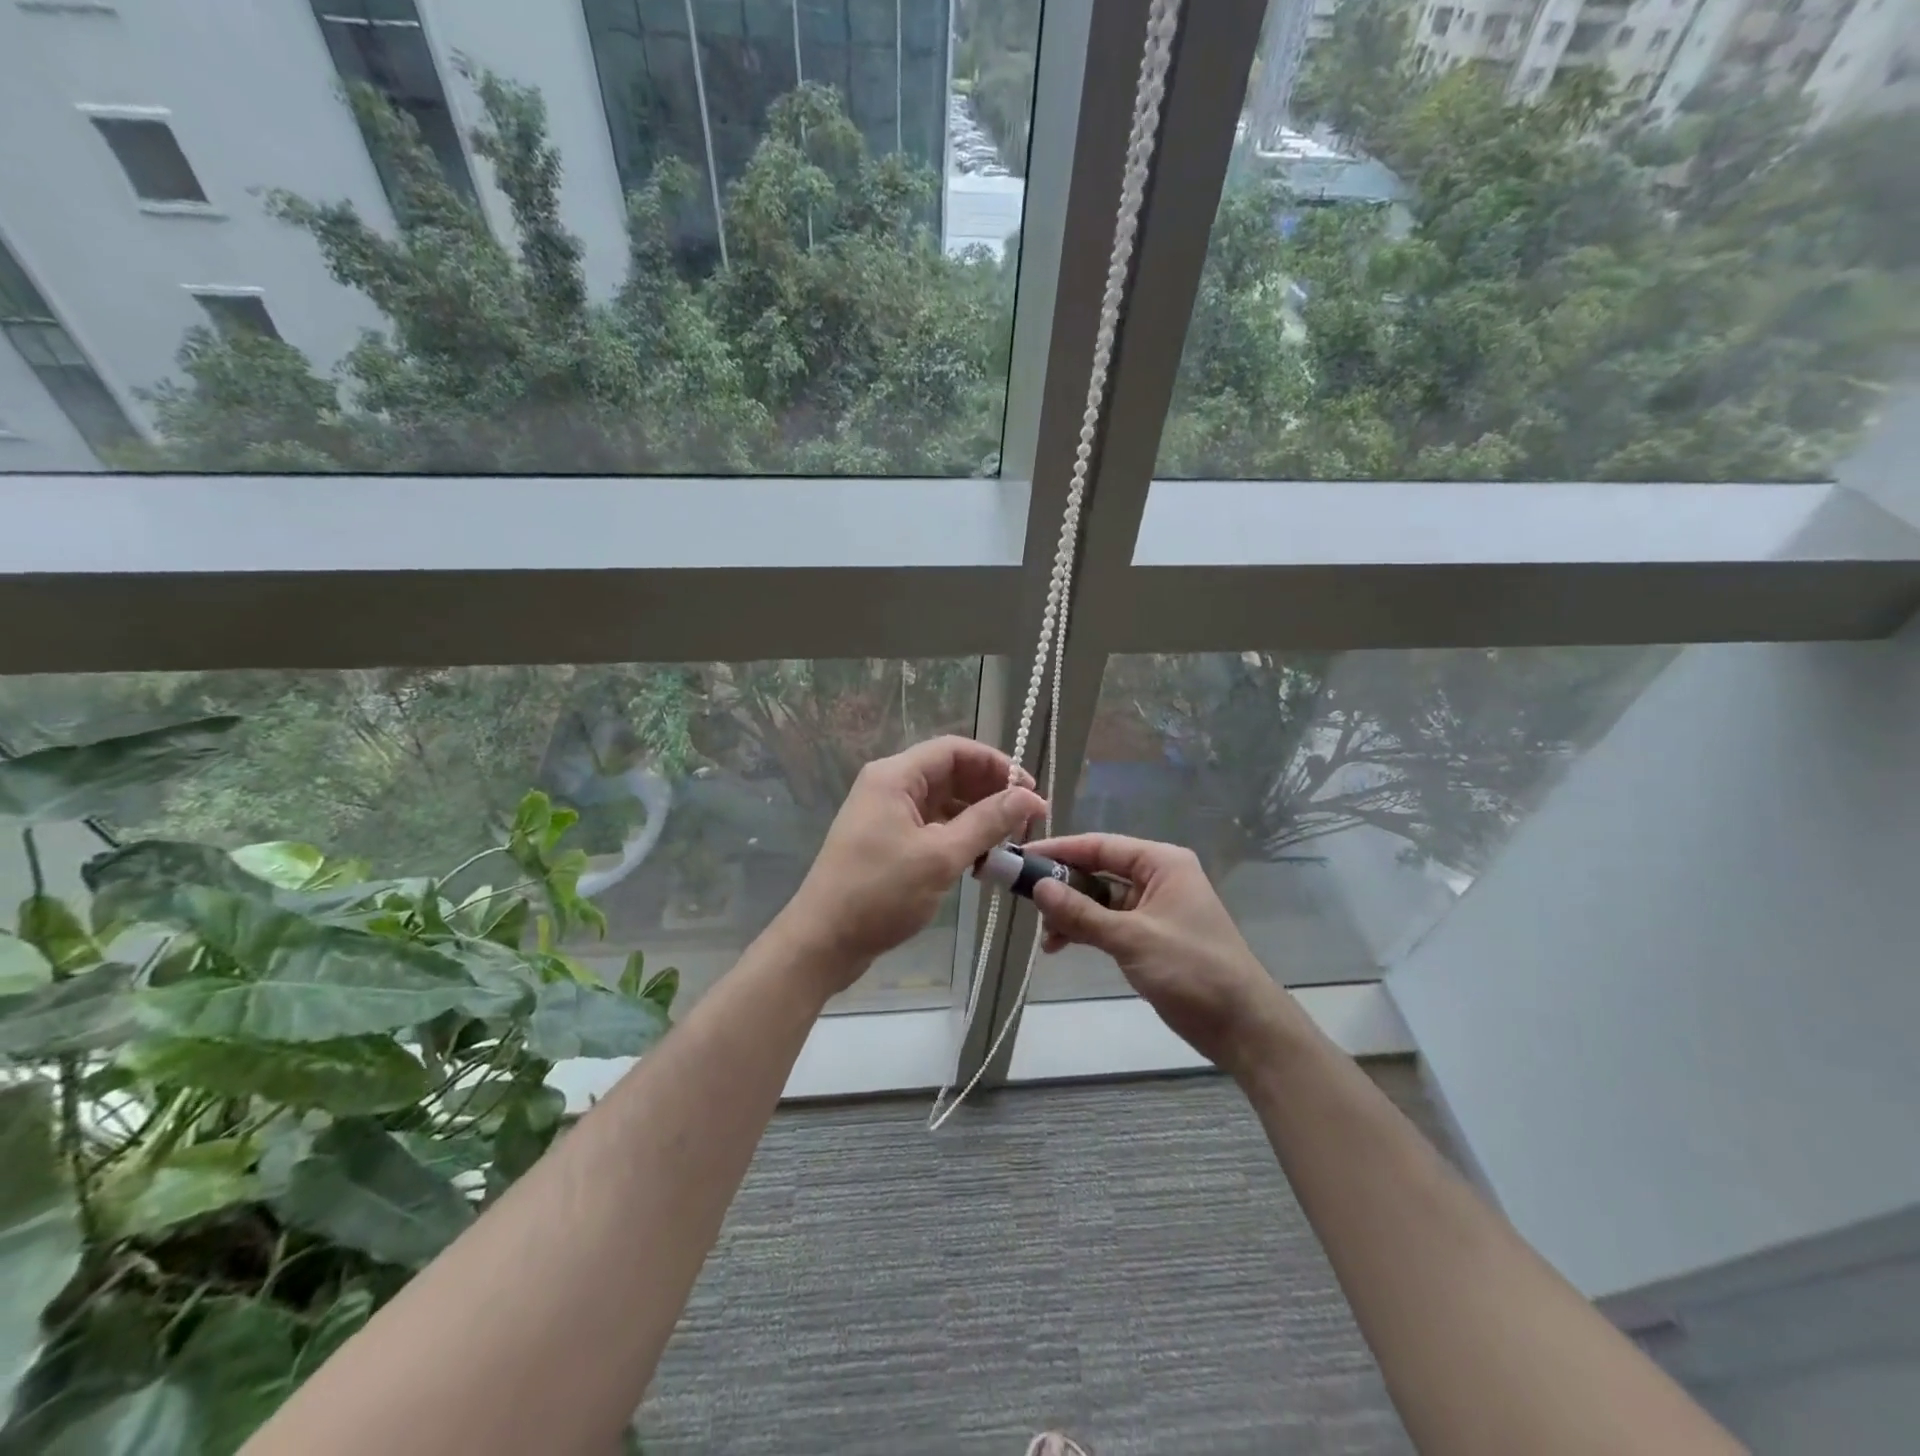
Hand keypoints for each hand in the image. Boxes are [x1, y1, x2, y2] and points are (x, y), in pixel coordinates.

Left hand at [781, 737, 1046, 988]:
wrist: (822, 942)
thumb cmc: (879, 893)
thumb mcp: (940, 856)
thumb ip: (987, 822)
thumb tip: (1030, 796)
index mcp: (895, 776)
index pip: (955, 750)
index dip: (997, 764)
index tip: (1030, 792)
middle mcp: (890, 786)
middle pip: (950, 773)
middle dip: (990, 793)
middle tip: (1026, 822)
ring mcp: (886, 815)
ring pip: (943, 802)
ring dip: (977, 817)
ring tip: (1009, 843)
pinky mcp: (887, 841)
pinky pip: (932, 826)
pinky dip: (959, 837)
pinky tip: (981, 860)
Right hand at [1027, 834, 1299, 1076]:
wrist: (1243, 1027)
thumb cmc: (1193, 969)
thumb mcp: (1132, 939)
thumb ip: (1082, 913)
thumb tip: (1038, 887)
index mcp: (1161, 863)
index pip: (1100, 846)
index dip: (1060, 850)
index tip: (1022, 859)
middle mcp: (1157, 878)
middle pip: (1098, 871)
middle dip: (1062, 886)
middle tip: (1024, 900)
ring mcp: (1153, 909)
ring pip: (1100, 900)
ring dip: (1071, 914)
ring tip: (1046, 937)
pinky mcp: (1150, 937)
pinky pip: (1108, 923)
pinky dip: (1085, 931)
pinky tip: (1061, 946)